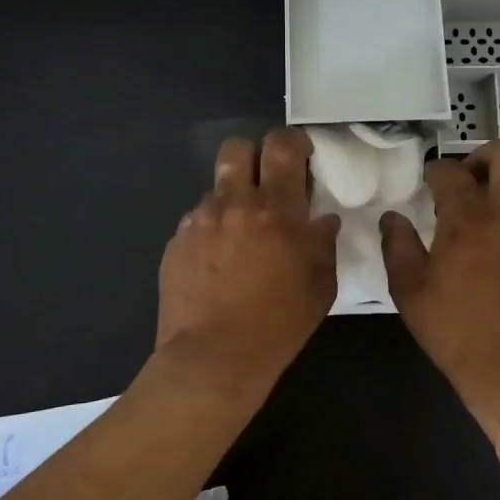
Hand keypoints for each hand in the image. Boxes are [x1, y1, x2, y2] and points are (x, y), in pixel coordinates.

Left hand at [157, 128, 340, 393]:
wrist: (214, 358)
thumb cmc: (278, 325)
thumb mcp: (321, 287)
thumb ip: (324, 244)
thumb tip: (321, 220)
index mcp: (277, 210)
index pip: (281, 146)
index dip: (292, 141)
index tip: (299, 156)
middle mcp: (234, 204)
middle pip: (236, 148)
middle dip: (253, 157)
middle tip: (265, 183)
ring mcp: (199, 221)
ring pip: (215, 187)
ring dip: (232, 199)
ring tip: (240, 235)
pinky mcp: (176, 241)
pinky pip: (197, 219)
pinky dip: (211, 230)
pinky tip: (217, 262)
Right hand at [380, 138, 499, 440]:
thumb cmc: (456, 333)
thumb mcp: (409, 292)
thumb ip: (397, 246)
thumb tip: (393, 217)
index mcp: (469, 219)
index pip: (451, 172)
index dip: (435, 170)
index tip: (428, 180)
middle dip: (486, 154)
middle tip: (470, 178)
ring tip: (497, 201)